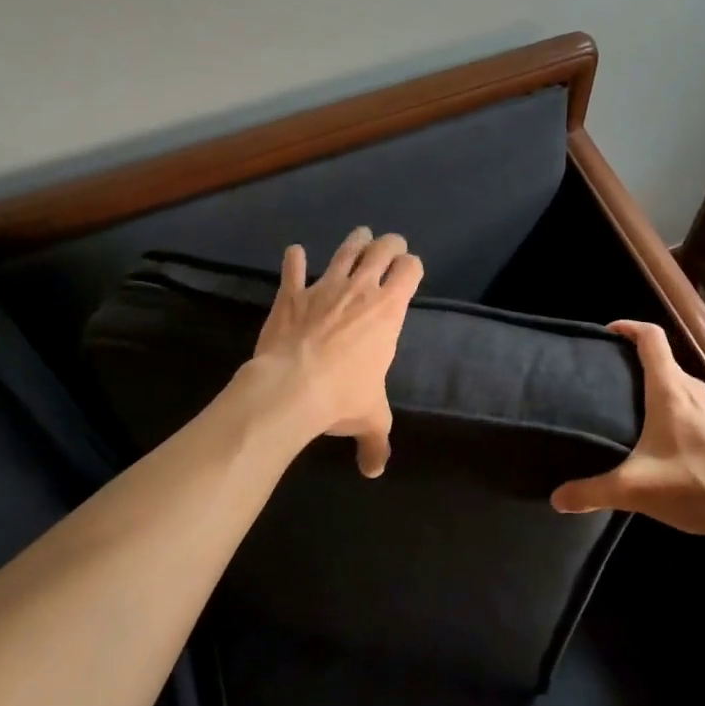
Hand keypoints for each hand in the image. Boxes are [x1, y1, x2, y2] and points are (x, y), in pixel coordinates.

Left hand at [250, 227, 422, 476]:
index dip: (413, 267)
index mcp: (388, 311)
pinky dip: (294, 259)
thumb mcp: (370, 419)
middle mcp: (361, 290)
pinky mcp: (292, 294)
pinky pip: (293, 268)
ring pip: (345, 250)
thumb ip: (376, 443)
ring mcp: (325, 287)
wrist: (291, 387)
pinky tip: (294, 252)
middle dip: (390, 244)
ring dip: (355, 240)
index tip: (411, 271)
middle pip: (383, 249)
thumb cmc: (341, 397)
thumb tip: (375, 471)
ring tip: (360, 234)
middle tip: (392, 244)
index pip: (411, 270)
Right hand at [551, 320, 704, 548]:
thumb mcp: (634, 490)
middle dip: (631, 360)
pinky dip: (665, 402)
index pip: (651, 337)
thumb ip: (592, 492)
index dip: (628, 327)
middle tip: (602, 375)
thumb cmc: (694, 486)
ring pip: (674, 380)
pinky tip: (653, 433)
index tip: (605, 333)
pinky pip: (686, 400)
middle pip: (661, 358)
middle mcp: (691, 389)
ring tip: (622, 402)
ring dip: (650, 382)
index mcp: (670, 390)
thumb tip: (557, 499)